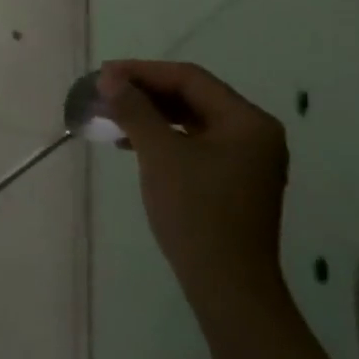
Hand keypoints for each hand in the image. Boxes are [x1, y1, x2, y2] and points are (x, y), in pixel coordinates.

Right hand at [98, 60, 288, 310]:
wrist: (227, 286)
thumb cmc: (196, 213)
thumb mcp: (160, 155)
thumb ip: (135, 110)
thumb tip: (110, 79)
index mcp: (248, 121)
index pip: (190, 79)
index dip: (143, 72)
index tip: (104, 75)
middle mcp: (254, 133)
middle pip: (193, 96)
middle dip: (146, 91)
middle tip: (104, 92)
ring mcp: (246, 159)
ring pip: (192, 120)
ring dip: (151, 114)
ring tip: (112, 115)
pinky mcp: (233, 180)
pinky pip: (195, 143)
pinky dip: (163, 137)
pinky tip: (132, 143)